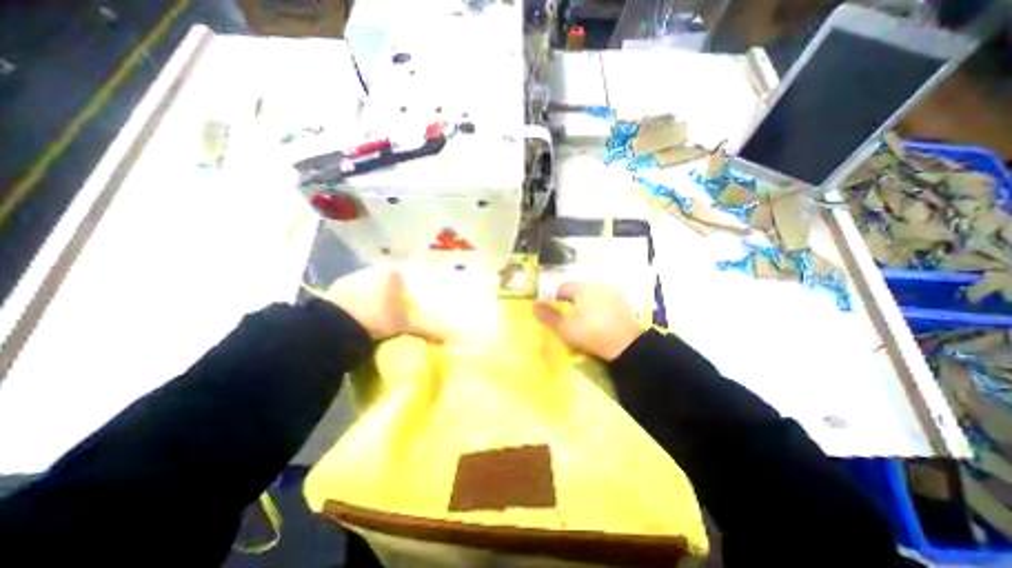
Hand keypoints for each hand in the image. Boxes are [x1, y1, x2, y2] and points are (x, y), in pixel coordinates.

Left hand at [325, 267, 442, 344]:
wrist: (336, 327)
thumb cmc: (377, 319)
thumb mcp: (405, 325)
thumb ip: (427, 329)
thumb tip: (447, 338)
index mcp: (392, 275)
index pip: (404, 278)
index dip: (407, 291)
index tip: (408, 304)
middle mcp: (373, 271)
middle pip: (386, 282)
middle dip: (390, 293)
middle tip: (393, 309)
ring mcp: (352, 278)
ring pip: (369, 286)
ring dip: (372, 296)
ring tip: (375, 313)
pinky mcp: (335, 289)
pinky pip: (352, 293)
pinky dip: (356, 301)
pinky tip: (357, 314)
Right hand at [533, 282, 642, 360]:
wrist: (626, 346)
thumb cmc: (591, 334)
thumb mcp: (564, 328)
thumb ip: (548, 316)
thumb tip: (533, 305)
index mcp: (582, 288)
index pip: (562, 288)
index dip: (555, 298)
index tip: (556, 312)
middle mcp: (598, 285)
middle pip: (578, 290)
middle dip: (571, 301)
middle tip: (569, 317)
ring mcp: (613, 293)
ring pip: (592, 294)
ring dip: (586, 303)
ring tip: (585, 320)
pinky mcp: (623, 302)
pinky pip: (605, 300)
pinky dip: (600, 307)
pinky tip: (600, 320)